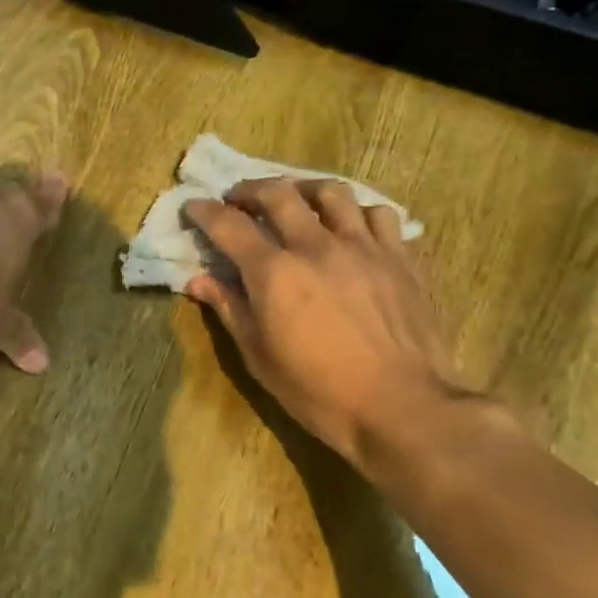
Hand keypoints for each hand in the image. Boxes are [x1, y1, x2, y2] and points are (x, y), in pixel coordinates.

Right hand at [184, 178, 491, 478]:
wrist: (403, 408)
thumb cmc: (320, 392)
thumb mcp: (260, 358)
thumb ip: (230, 309)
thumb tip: (199, 279)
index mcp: (275, 273)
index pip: (230, 225)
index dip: (205, 211)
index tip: (194, 206)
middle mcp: (316, 246)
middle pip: (279, 193)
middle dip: (250, 189)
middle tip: (239, 198)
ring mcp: (364, 247)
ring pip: (333, 192)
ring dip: (305, 189)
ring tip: (298, 200)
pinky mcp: (401, 258)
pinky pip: (380, 215)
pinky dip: (358, 213)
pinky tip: (352, 228)